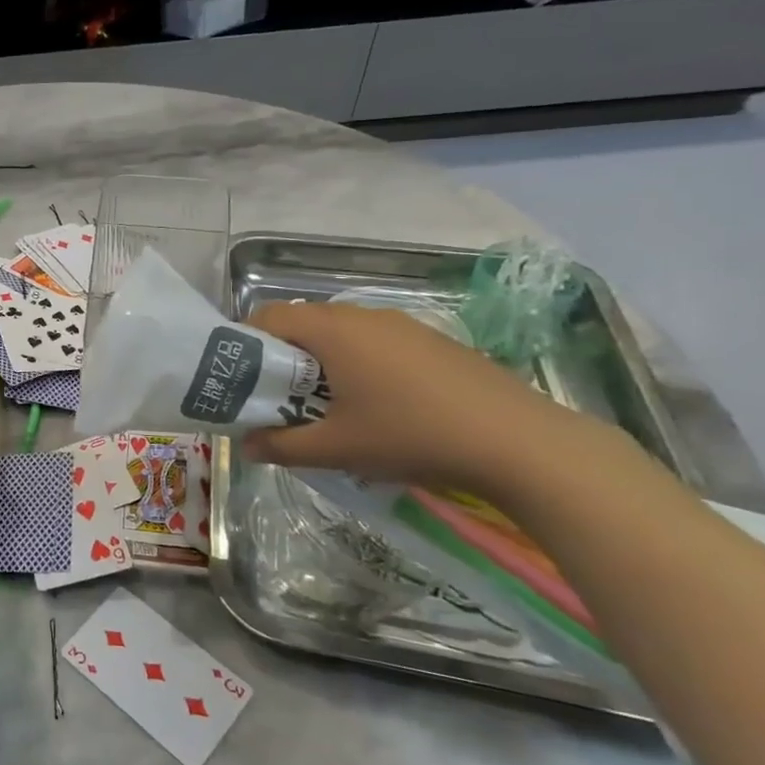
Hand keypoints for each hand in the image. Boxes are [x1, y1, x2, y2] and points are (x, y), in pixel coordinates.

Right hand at [241, 301, 593, 500]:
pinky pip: (376, 345)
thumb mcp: (336, 448)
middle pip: (303, 325)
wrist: (522, 444)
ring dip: (322, 366)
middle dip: (283, 361)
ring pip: (342, 337)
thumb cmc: (412, 435)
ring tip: (329, 410)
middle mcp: (364, 316)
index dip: (245, 344)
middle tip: (280, 402)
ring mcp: (404, 327)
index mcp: (332, 330)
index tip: (242, 382)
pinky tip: (379, 409)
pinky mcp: (434, 343)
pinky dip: (359, 368)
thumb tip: (245, 446)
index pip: (268, 316)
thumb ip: (280, 446)